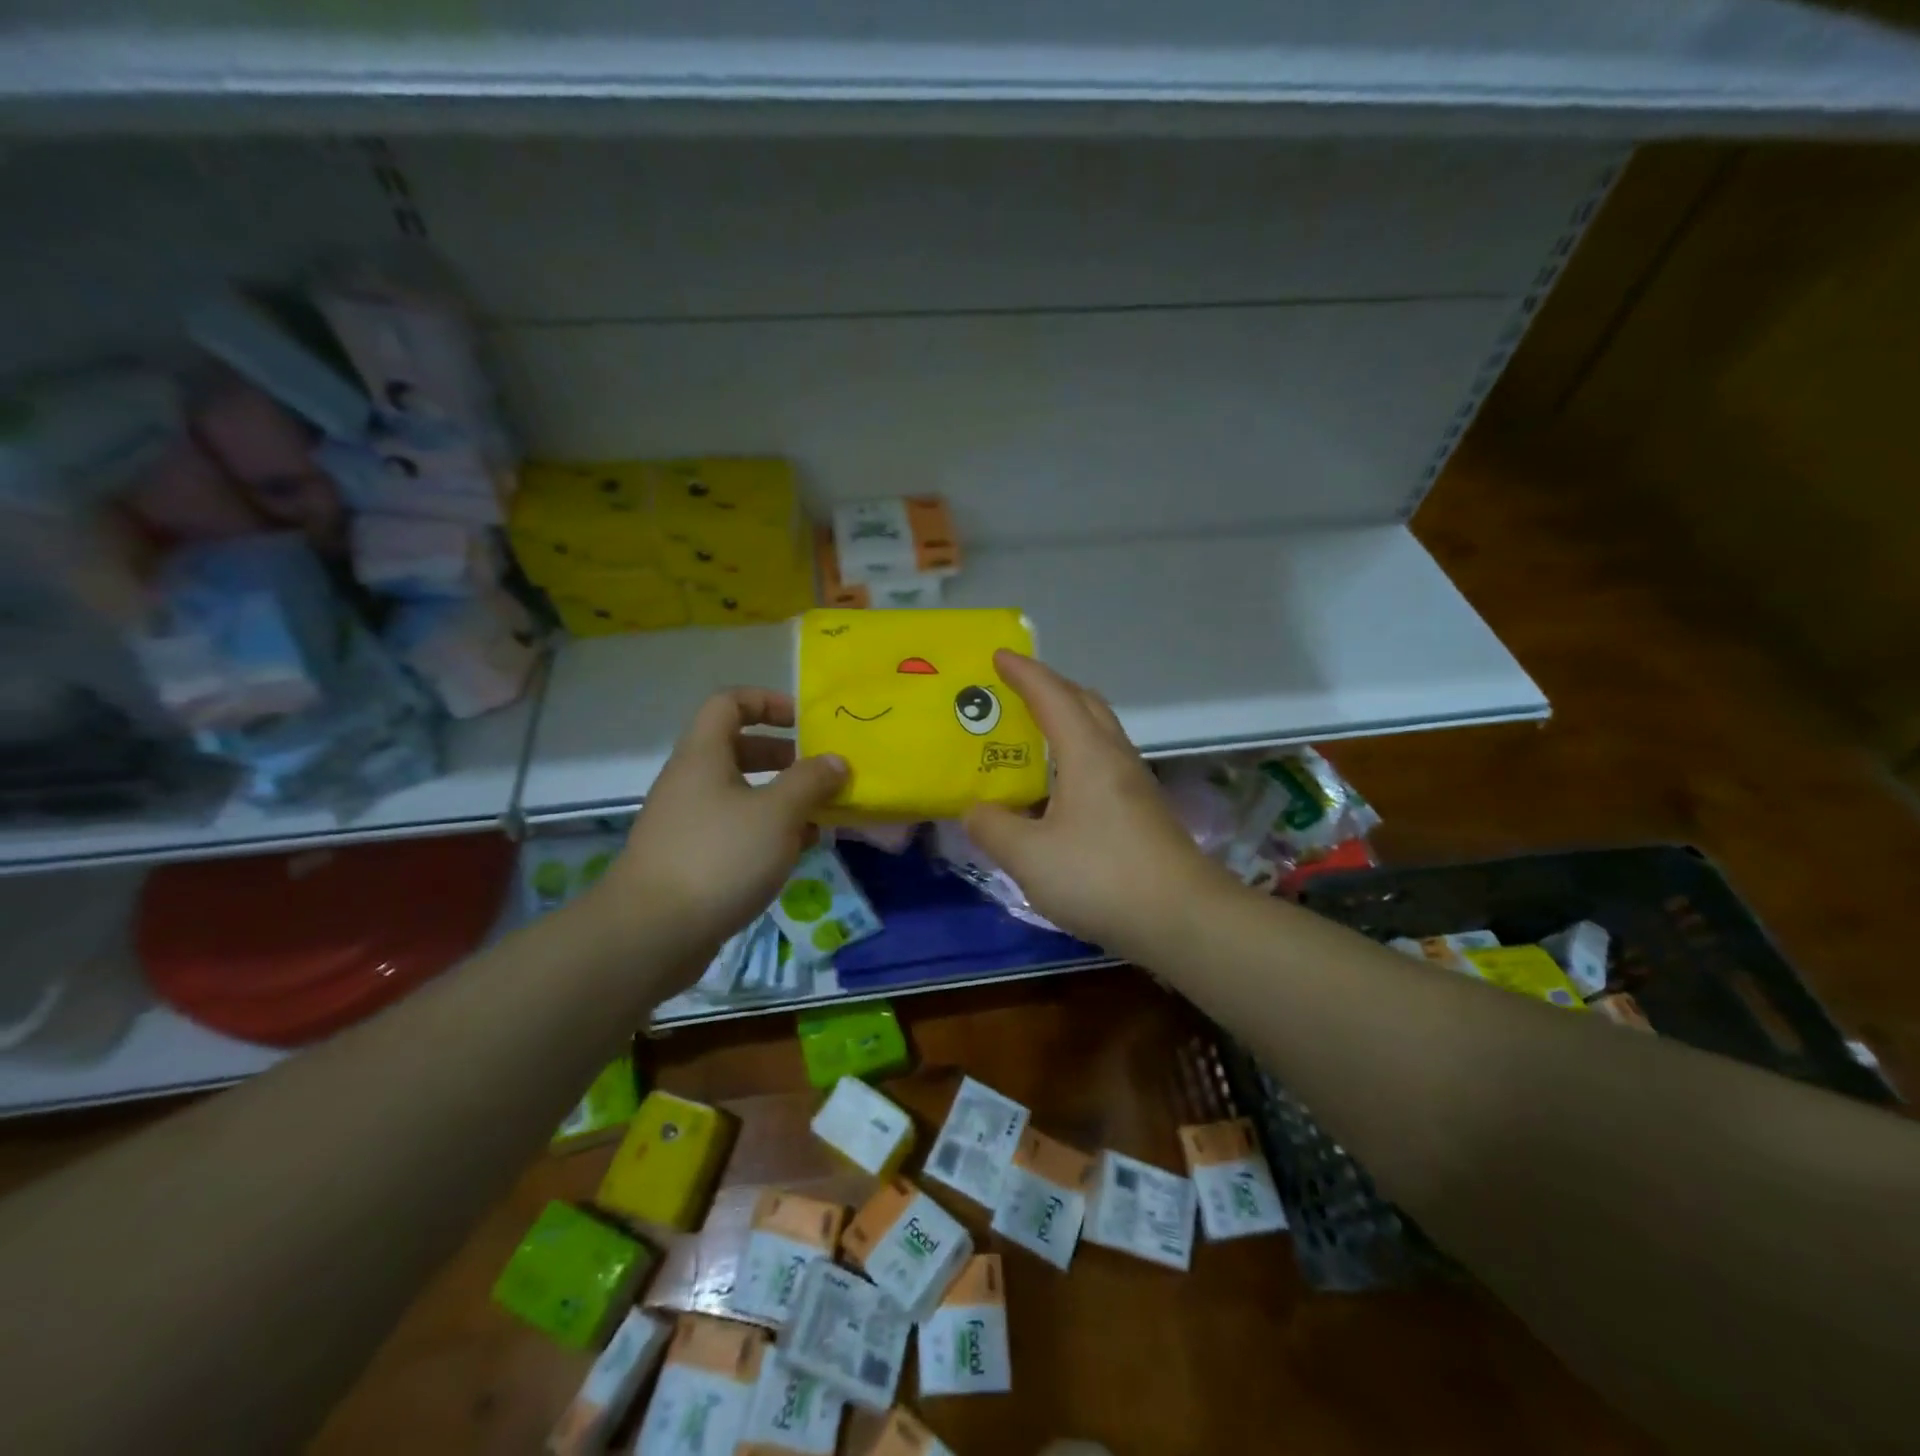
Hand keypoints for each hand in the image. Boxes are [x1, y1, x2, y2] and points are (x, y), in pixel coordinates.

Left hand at [595, 688, 846, 974]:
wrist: (652, 934)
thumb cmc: (719, 858)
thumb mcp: (777, 814)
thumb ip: (811, 782)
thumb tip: (836, 761)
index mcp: (704, 755)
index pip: (729, 702)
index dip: (768, 701)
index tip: (806, 721)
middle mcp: (691, 781)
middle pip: (739, 749)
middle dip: (785, 756)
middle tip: (822, 773)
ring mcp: (689, 822)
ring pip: (742, 794)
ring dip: (783, 799)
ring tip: (822, 816)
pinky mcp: (692, 859)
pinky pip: (736, 830)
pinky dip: (768, 832)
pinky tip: (797, 852)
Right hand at [963, 652, 1232, 959]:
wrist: (1182, 919)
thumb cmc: (1101, 877)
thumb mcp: (1029, 856)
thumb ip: (993, 828)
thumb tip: (976, 810)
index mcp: (1087, 754)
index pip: (1052, 696)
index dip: (1024, 672)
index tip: (998, 655)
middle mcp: (1115, 758)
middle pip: (1085, 704)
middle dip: (1050, 688)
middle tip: (1016, 692)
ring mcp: (1135, 785)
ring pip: (1099, 733)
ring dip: (1067, 722)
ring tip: (1033, 736)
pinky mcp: (1143, 812)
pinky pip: (1104, 763)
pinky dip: (1077, 756)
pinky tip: (1059, 790)